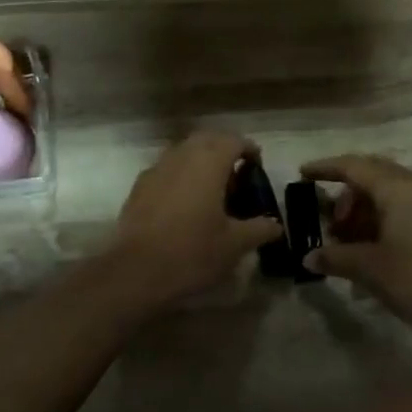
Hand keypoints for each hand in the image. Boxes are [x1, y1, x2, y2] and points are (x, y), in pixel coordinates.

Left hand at [107, 131, 284, 308]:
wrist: (136, 271)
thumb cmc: (192, 252)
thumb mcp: (234, 244)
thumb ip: (259, 229)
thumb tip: (276, 225)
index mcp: (208, 163)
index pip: (233, 141)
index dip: (248, 149)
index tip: (257, 166)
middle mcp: (181, 156)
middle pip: (206, 139)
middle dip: (223, 149)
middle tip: (237, 174)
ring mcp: (156, 169)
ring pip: (183, 152)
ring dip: (200, 161)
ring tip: (212, 188)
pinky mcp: (139, 187)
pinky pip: (165, 170)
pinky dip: (180, 176)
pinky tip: (184, 203)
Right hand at [299, 154, 411, 329]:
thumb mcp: (368, 268)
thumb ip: (335, 257)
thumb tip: (309, 257)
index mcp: (396, 188)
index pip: (354, 166)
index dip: (326, 168)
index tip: (304, 173)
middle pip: (375, 174)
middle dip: (348, 192)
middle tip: (333, 220)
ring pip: (393, 192)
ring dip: (368, 208)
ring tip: (353, 239)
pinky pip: (408, 207)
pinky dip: (387, 217)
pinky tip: (379, 246)